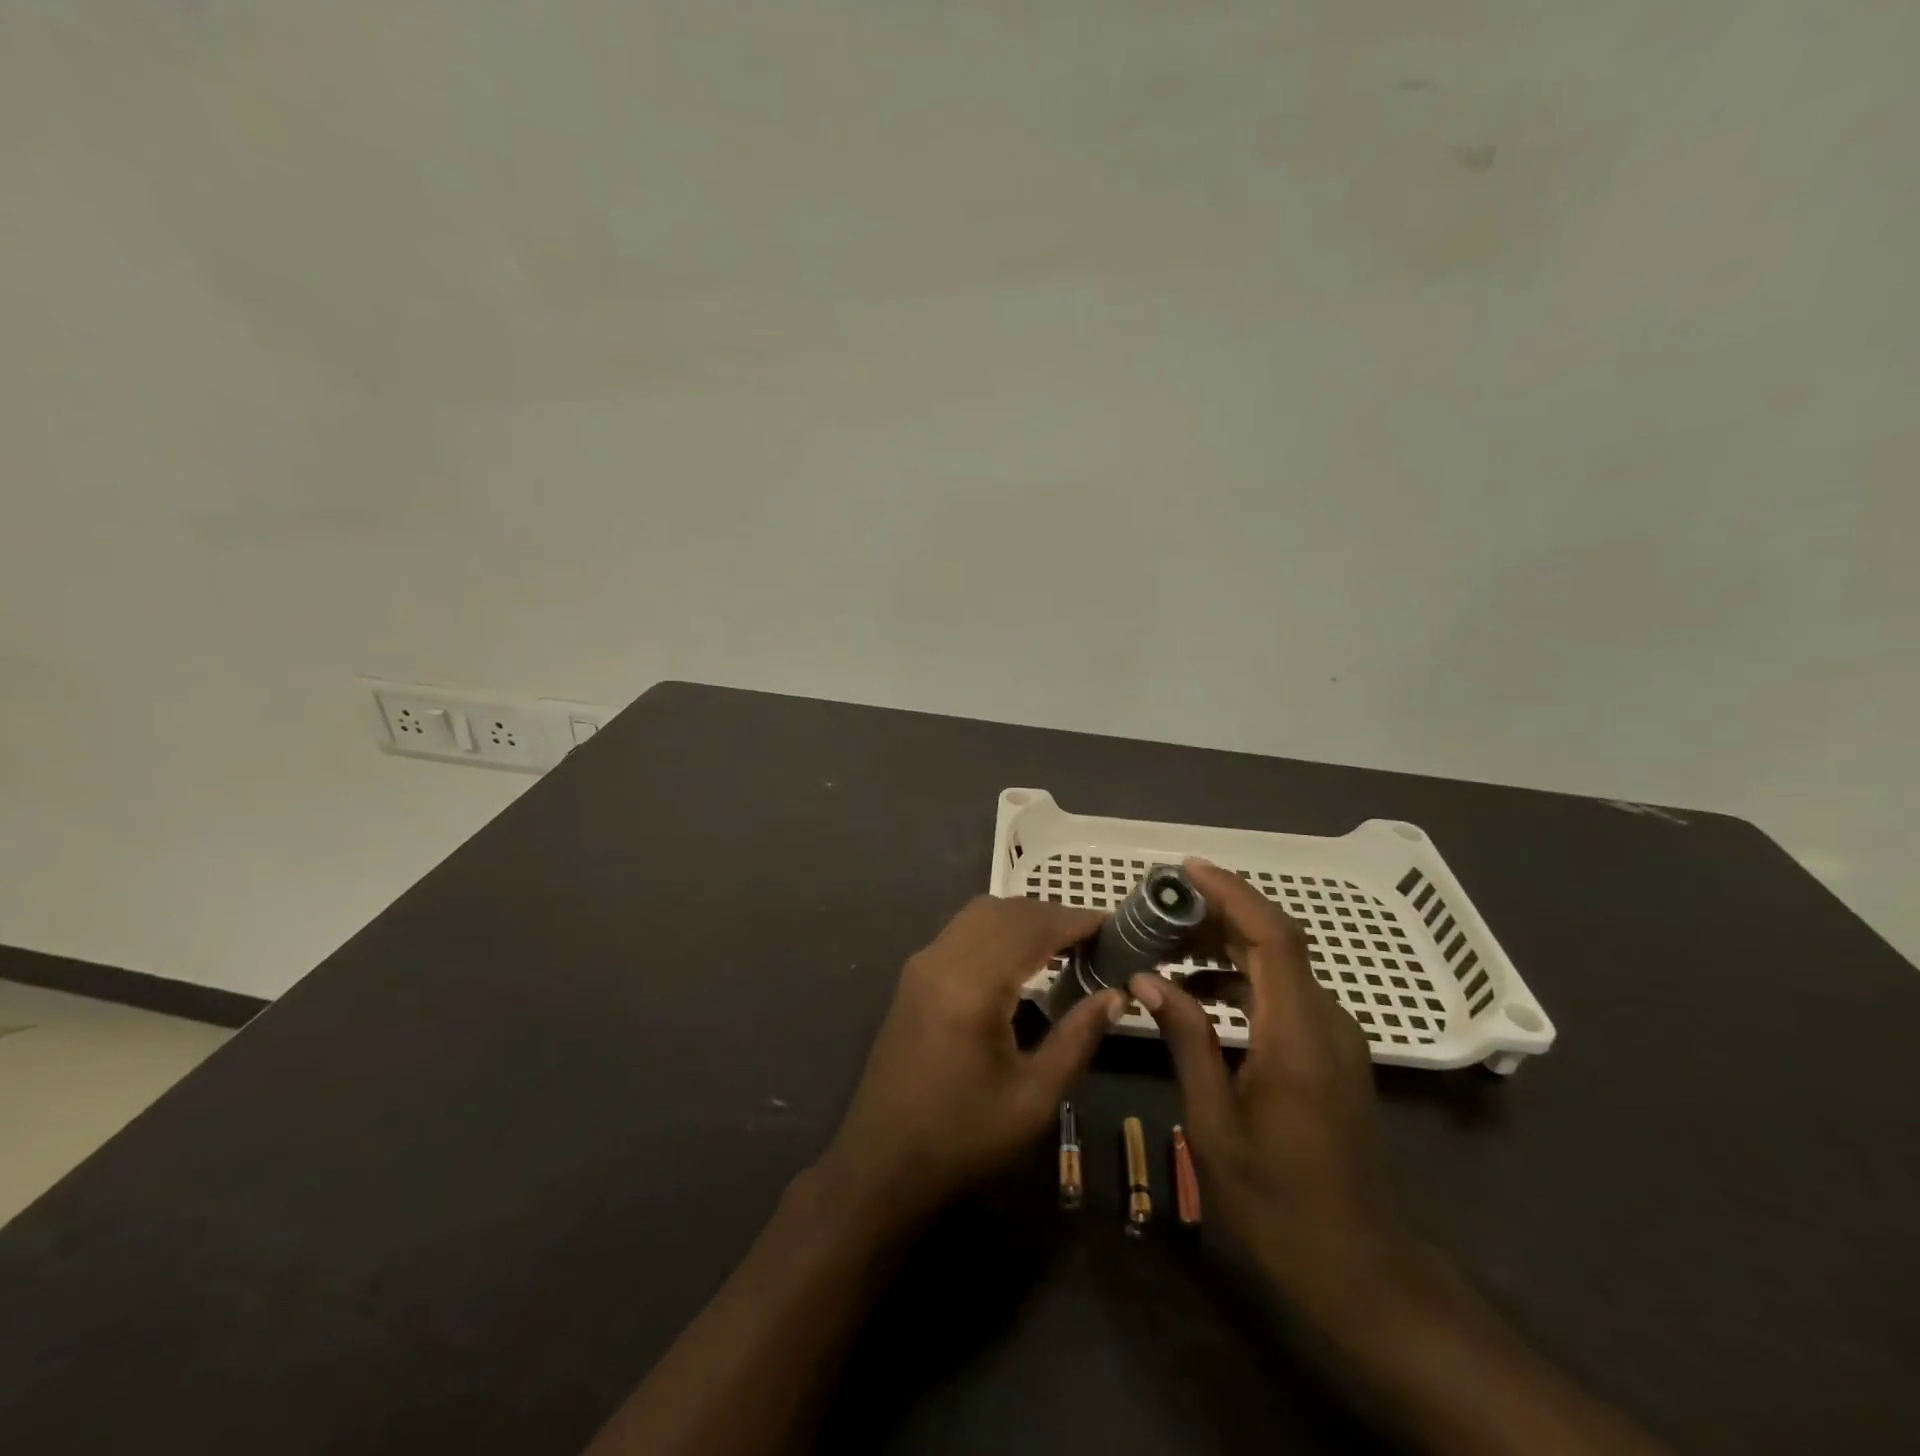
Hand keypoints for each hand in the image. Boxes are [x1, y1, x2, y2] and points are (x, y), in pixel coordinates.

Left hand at [817, 896, 1120, 1224]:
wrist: (882, 1163)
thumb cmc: (963, 1138)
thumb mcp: (1033, 1098)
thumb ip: (1077, 1038)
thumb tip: (1116, 994)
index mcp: (972, 986)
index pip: (1032, 928)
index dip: (1076, 921)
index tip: (1115, 927)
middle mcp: (942, 959)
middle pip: (1005, 911)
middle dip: (1052, 916)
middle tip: (1094, 941)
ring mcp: (922, 964)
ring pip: (980, 914)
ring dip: (1023, 919)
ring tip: (1065, 947)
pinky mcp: (914, 976)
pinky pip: (962, 931)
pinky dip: (998, 930)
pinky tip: (1022, 959)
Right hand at [1130, 859, 1408, 1309]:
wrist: (1356, 1264)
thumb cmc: (1275, 1198)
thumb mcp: (1213, 1120)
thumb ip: (1185, 1038)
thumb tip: (1147, 978)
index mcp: (1297, 1033)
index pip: (1272, 935)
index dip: (1231, 892)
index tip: (1185, 871)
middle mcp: (1324, 1021)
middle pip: (1277, 939)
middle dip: (1219, 912)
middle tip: (1160, 906)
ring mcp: (1333, 1036)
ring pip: (1280, 964)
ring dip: (1227, 943)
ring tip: (1168, 942)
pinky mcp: (1329, 1052)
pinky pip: (1284, 992)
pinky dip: (1240, 977)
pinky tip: (1197, 992)